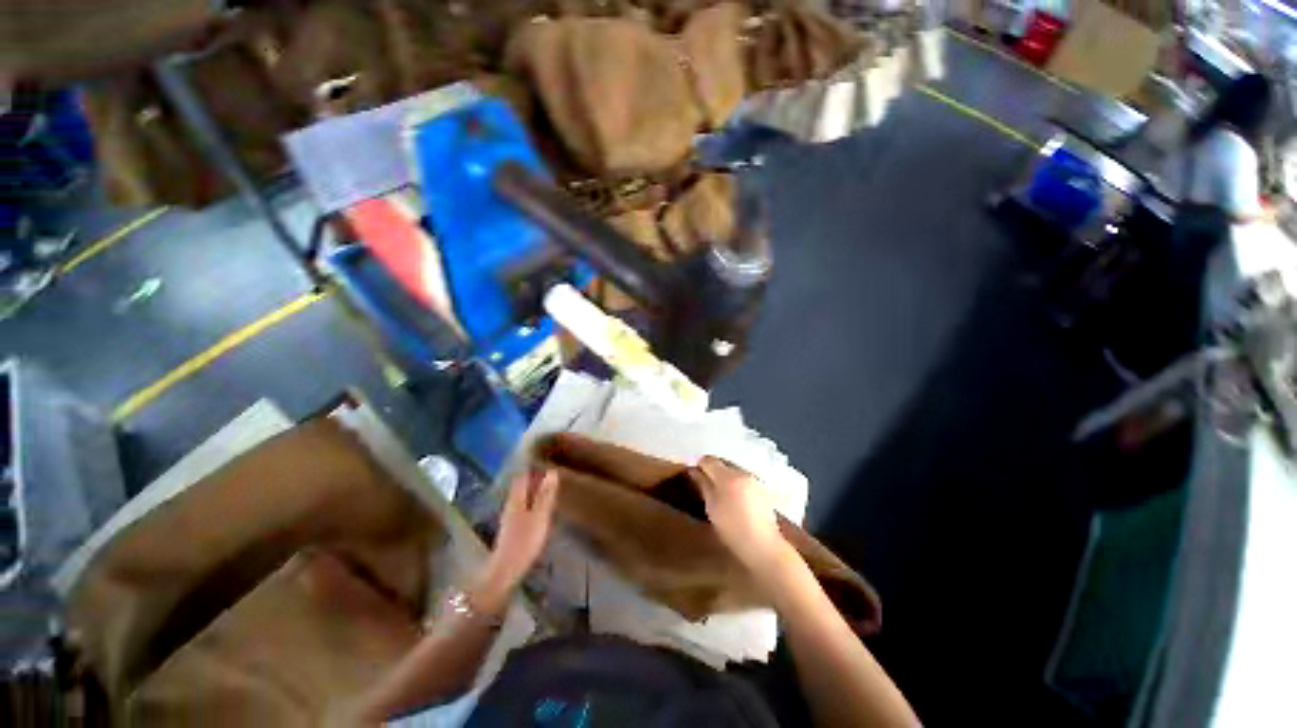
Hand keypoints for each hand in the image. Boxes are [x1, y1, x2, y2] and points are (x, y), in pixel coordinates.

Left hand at [481, 470, 558, 598]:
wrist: (506, 571)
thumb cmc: (524, 542)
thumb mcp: (540, 517)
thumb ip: (545, 495)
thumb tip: (552, 472)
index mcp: (516, 499)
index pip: (522, 475)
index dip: (532, 465)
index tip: (545, 456)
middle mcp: (511, 504)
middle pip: (521, 484)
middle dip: (533, 475)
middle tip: (550, 467)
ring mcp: (510, 516)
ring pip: (522, 495)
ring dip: (533, 488)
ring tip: (548, 482)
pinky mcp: (512, 527)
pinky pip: (523, 505)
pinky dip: (531, 499)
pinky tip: (540, 504)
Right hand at [690, 456, 792, 571]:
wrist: (763, 546)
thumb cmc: (732, 528)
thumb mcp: (712, 507)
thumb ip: (702, 485)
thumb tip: (694, 470)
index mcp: (728, 476)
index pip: (709, 460)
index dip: (699, 465)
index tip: (693, 475)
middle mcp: (743, 472)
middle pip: (723, 463)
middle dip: (713, 471)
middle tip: (705, 485)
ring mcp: (755, 480)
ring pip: (735, 471)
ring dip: (726, 477)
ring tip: (721, 494)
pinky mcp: (764, 489)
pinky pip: (745, 480)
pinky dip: (737, 485)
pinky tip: (736, 500)